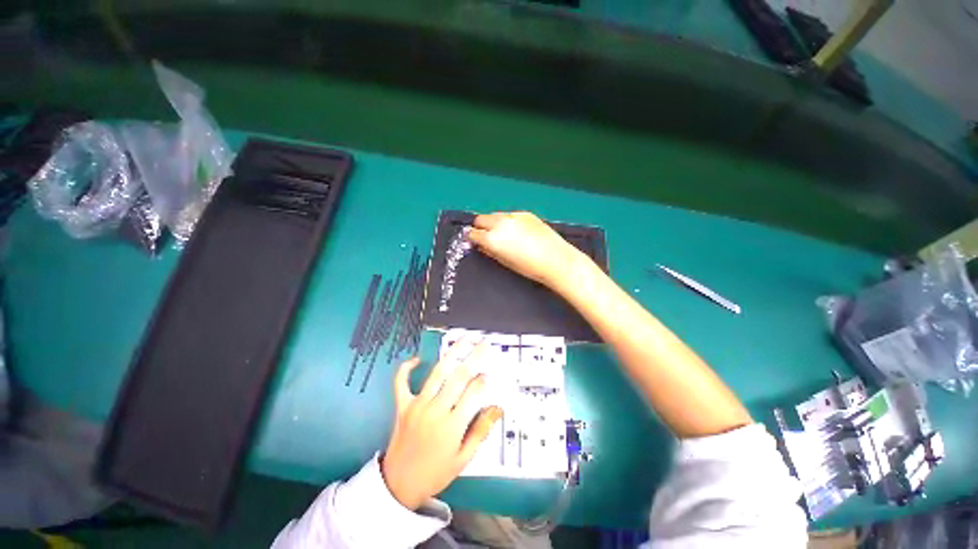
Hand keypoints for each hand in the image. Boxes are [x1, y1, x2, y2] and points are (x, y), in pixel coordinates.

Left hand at [380, 341, 502, 510]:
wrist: (398, 486)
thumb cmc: (435, 473)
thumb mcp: (463, 459)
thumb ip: (481, 431)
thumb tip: (497, 408)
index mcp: (452, 426)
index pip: (473, 392)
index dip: (483, 380)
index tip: (489, 373)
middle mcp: (435, 411)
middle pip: (459, 377)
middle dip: (474, 357)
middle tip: (484, 344)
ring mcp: (417, 406)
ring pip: (437, 373)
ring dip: (452, 353)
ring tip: (463, 339)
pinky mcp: (402, 406)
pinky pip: (401, 382)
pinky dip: (406, 368)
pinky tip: (416, 358)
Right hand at [467, 211, 583, 289]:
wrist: (555, 259)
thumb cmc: (528, 267)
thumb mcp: (504, 262)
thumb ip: (489, 251)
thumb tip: (482, 245)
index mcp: (492, 238)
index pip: (472, 233)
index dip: (472, 238)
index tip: (475, 242)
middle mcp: (499, 223)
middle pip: (480, 219)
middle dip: (481, 227)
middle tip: (487, 237)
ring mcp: (513, 216)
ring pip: (495, 215)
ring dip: (494, 222)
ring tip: (505, 234)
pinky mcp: (525, 213)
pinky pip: (510, 215)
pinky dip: (509, 221)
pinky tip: (519, 231)